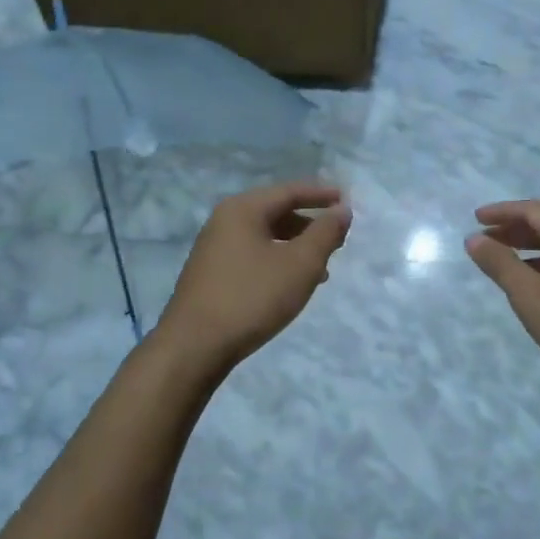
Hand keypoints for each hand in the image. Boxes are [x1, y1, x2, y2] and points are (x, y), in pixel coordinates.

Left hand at [152, 183, 351, 373]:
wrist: (194, 346)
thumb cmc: (252, 297)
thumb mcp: (300, 264)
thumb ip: (325, 233)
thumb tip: (341, 210)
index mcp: (243, 209)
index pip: (289, 191)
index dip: (321, 195)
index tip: (346, 201)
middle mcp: (224, 221)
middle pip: (275, 212)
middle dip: (309, 224)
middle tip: (337, 239)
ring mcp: (214, 248)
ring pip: (264, 237)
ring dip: (295, 247)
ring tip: (321, 269)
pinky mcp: (211, 274)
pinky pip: (252, 255)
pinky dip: (277, 261)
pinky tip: (290, 285)